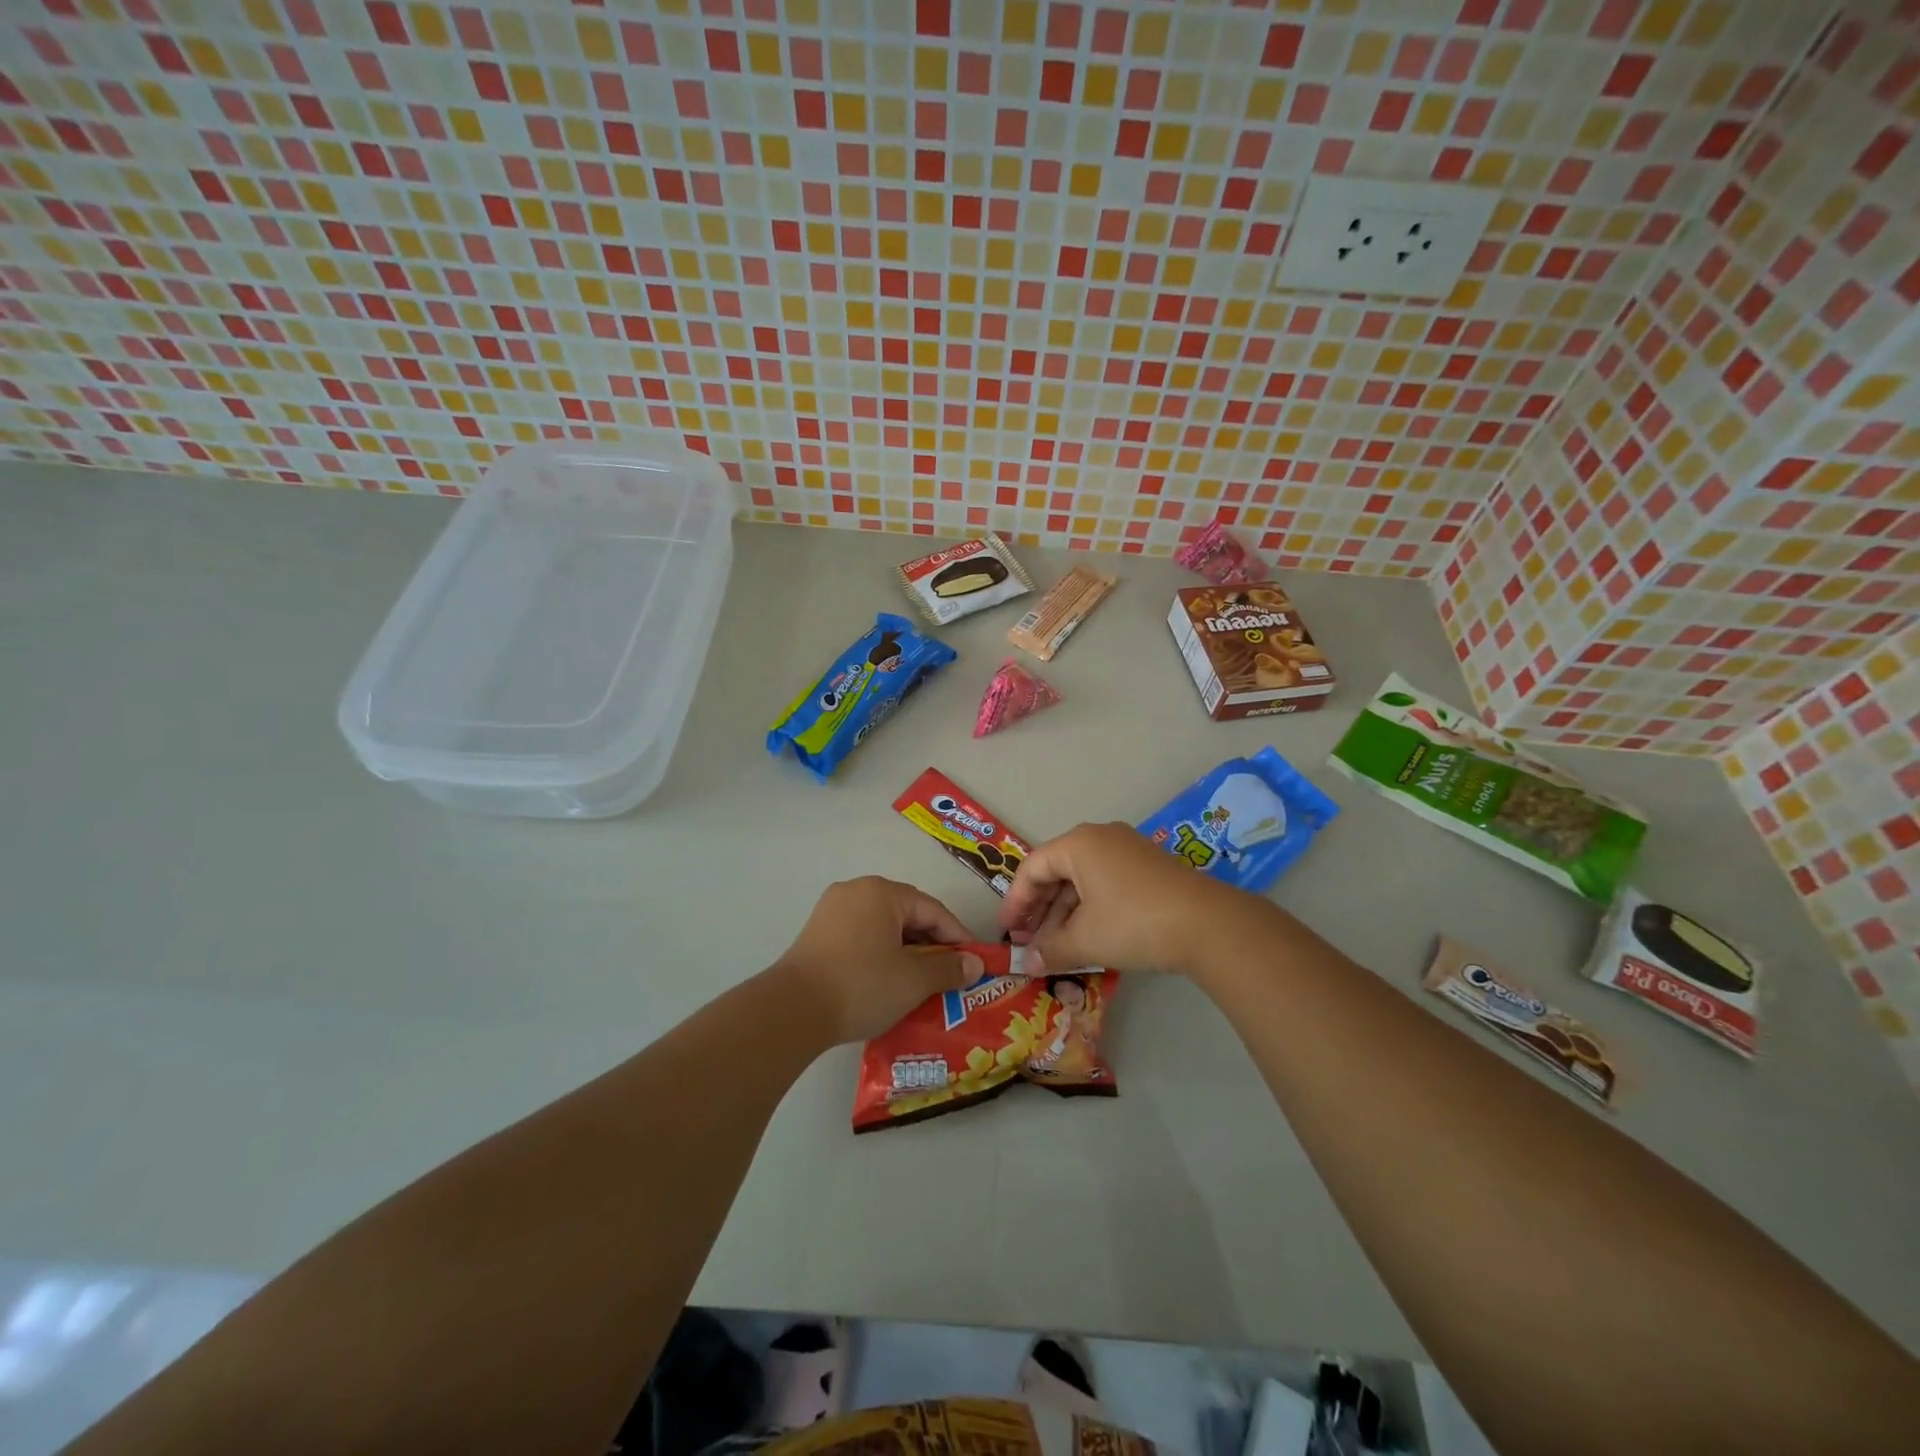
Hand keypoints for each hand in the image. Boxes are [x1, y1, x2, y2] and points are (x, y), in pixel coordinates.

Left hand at [773, 877, 982, 1044]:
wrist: (792, 1010)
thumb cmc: (861, 985)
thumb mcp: (913, 980)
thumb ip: (948, 968)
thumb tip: (975, 964)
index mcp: (881, 892)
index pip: (932, 910)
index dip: (957, 936)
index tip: (974, 963)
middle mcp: (855, 891)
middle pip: (906, 915)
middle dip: (931, 945)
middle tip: (949, 975)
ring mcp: (831, 911)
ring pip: (883, 927)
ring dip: (906, 952)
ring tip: (921, 983)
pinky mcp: (816, 934)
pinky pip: (861, 937)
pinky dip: (880, 955)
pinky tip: (888, 982)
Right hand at [997, 822, 1245, 974]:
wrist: (1209, 925)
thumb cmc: (1134, 923)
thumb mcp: (1086, 940)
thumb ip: (1050, 949)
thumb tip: (1028, 964)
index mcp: (1079, 844)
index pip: (1032, 867)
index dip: (1015, 902)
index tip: (1007, 933)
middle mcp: (1101, 838)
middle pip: (1057, 871)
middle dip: (1040, 910)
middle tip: (1028, 942)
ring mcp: (1128, 851)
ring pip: (1082, 880)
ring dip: (1064, 914)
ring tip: (1055, 948)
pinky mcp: (1148, 869)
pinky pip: (1105, 884)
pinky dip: (1090, 910)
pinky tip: (1087, 939)